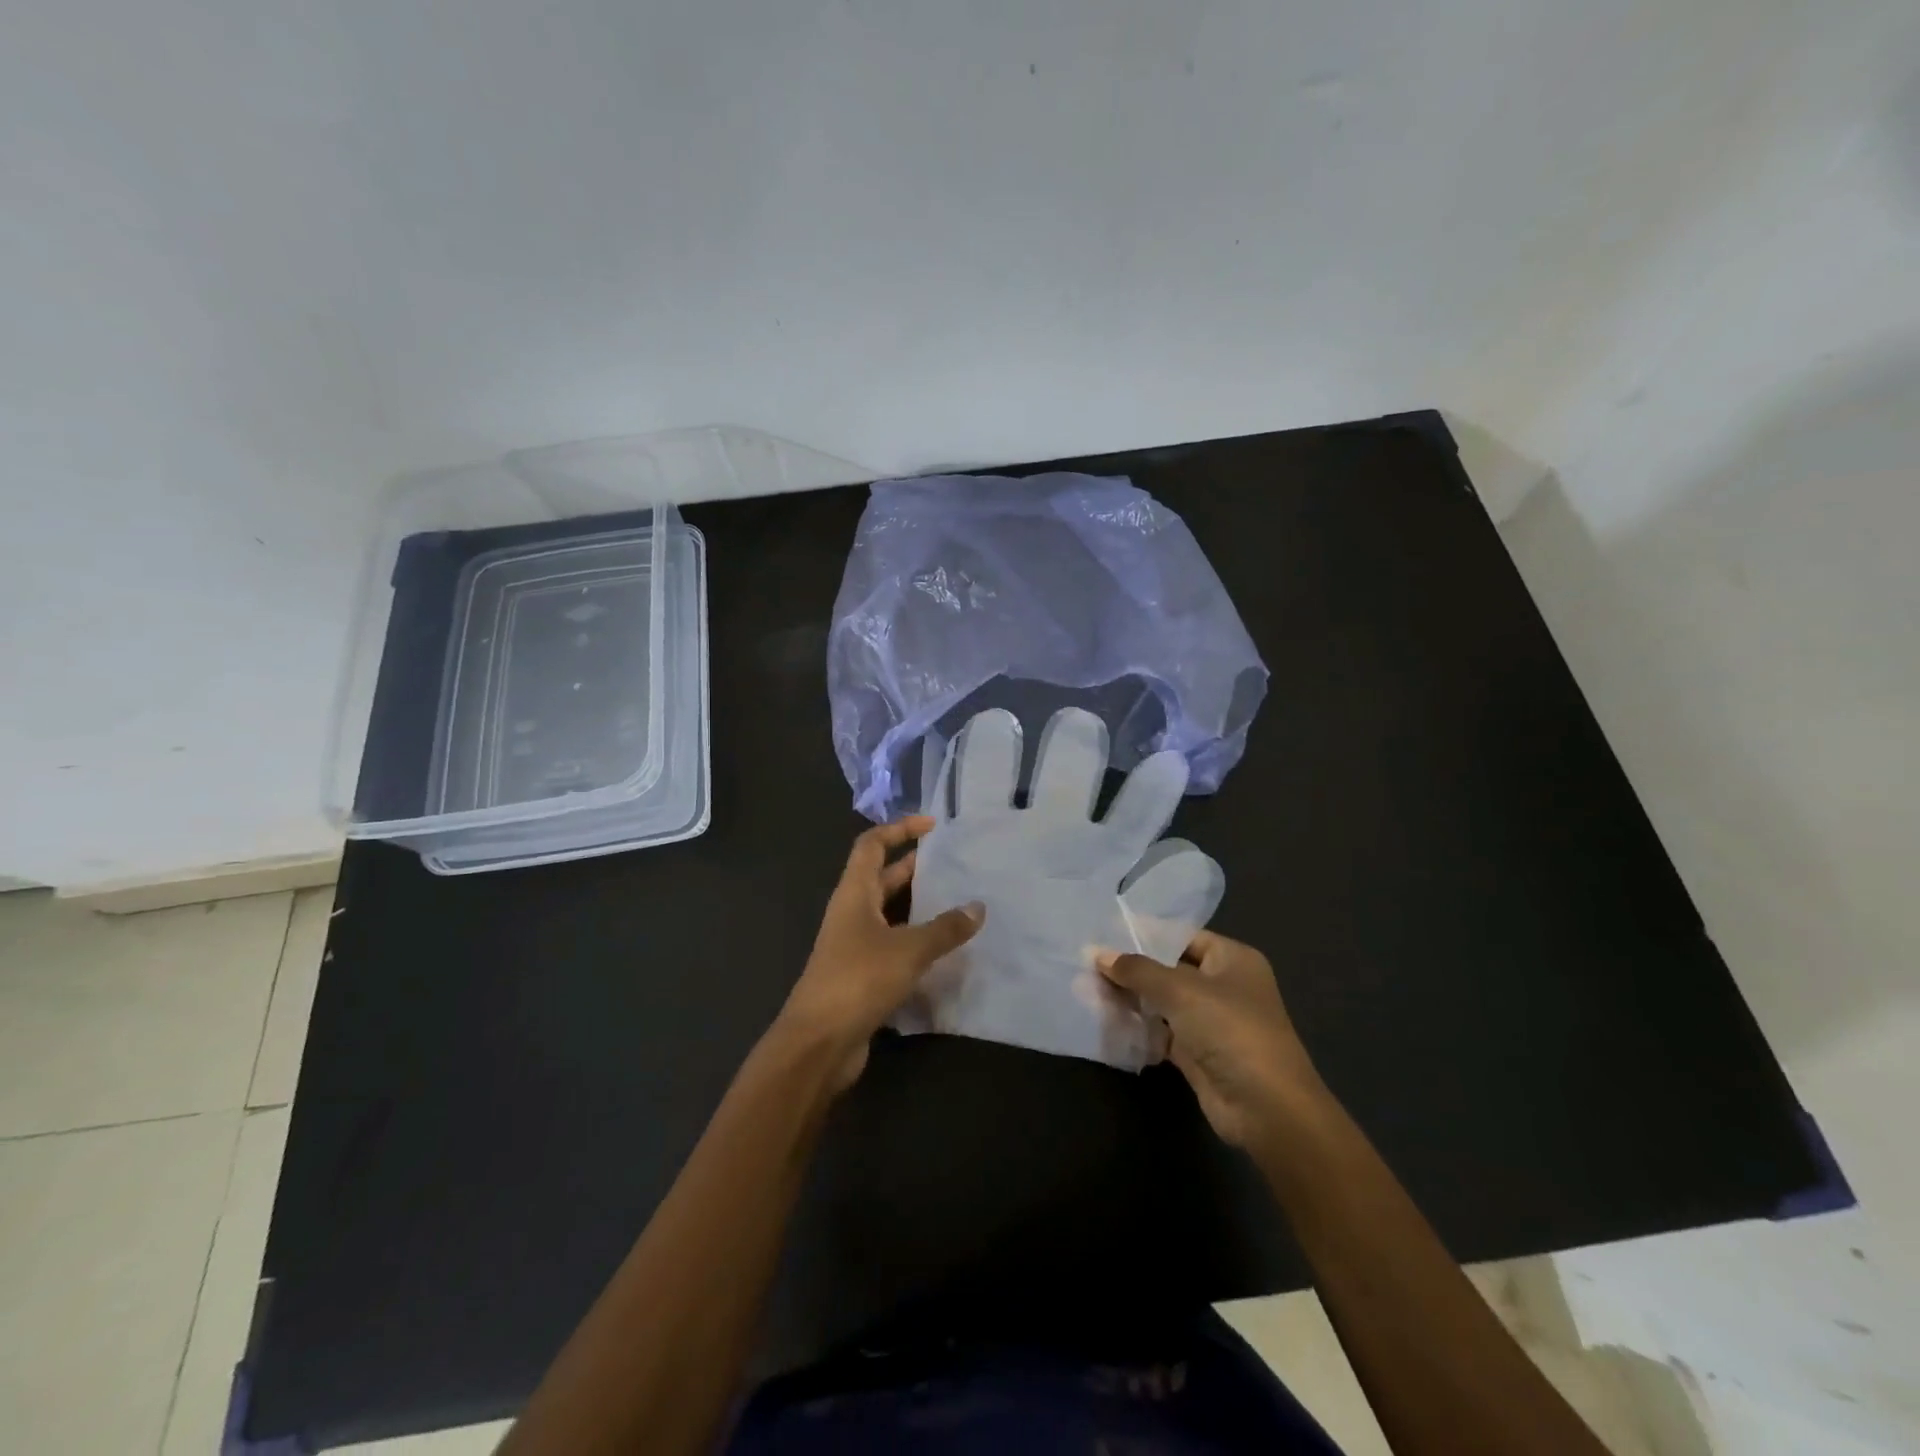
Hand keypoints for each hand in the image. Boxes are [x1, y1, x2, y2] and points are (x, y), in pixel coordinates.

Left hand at [778, 817, 984, 1090]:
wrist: (818, 1043)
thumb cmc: (858, 980)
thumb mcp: (908, 949)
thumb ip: (945, 929)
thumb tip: (978, 908)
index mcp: (854, 894)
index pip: (871, 846)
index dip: (898, 829)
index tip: (932, 825)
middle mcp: (852, 913)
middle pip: (881, 877)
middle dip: (913, 865)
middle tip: (952, 861)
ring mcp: (854, 945)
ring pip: (889, 913)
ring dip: (918, 905)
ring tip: (957, 899)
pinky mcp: (862, 975)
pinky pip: (893, 945)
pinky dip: (916, 939)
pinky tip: (945, 947)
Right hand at [1097, 931, 1328, 1150]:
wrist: (1266, 1108)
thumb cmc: (1230, 1030)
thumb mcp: (1180, 990)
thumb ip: (1137, 970)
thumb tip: (1098, 954)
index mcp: (1232, 959)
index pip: (1182, 936)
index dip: (1145, 933)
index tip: (1104, 931)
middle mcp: (1223, 985)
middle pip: (1169, 969)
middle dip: (1131, 968)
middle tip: (1087, 962)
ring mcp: (1211, 1021)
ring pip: (1162, 1001)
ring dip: (1130, 998)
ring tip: (1087, 988)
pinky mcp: (1197, 1053)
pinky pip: (1161, 1031)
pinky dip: (1138, 1026)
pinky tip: (1105, 1020)